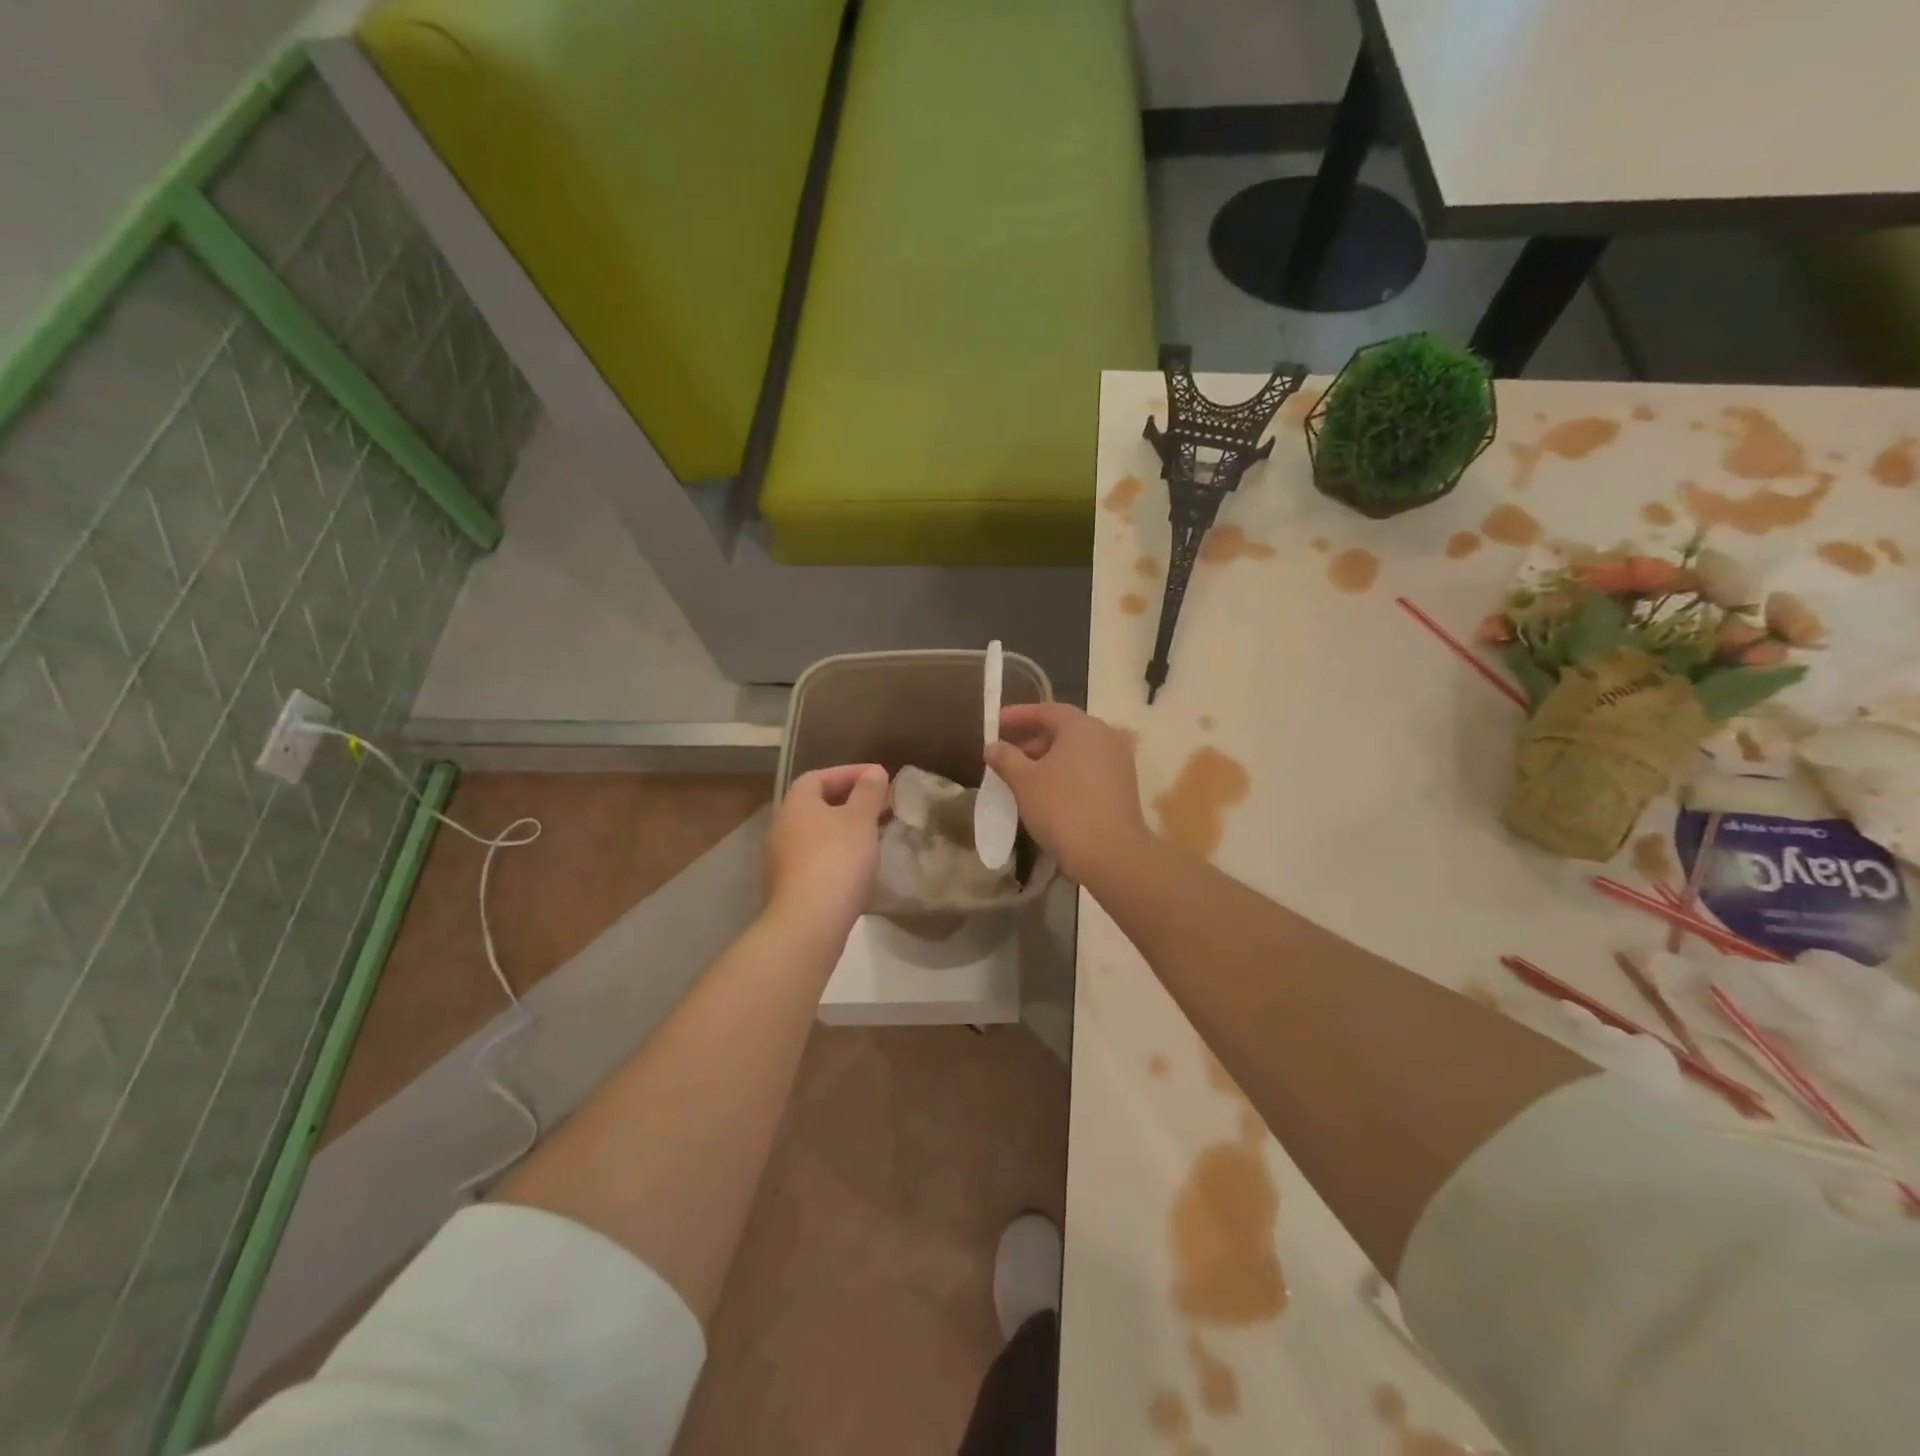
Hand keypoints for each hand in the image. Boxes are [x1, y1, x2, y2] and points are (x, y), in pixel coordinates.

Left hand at [764, 764, 888, 949]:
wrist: (808, 922)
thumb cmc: (837, 859)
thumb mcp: (860, 820)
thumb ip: (868, 793)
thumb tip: (874, 772)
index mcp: (796, 804)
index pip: (819, 776)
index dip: (849, 773)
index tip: (878, 778)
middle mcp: (782, 826)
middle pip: (816, 804)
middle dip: (848, 801)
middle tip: (879, 805)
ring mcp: (781, 859)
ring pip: (816, 833)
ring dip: (843, 829)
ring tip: (873, 834)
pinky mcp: (788, 886)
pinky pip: (815, 858)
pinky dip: (836, 853)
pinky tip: (857, 864)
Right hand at [985, 704, 1148, 884]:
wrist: (1110, 854)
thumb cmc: (1062, 808)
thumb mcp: (1024, 781)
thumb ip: (1006, 758)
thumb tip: (993, 746)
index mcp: (1083, 726)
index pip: (1046, 710)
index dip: (1018, 716)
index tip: (996, 723)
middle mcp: (1106, 736)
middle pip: (1064, 730)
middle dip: (1033, 741)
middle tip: (1007, 755)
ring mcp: (1119, 762)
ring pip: (1077, 752)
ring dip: (1049, 760)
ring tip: (1023, 777)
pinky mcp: (1124, 787)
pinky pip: (1089, 770)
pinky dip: (1067, 774)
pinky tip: (1048, 794)